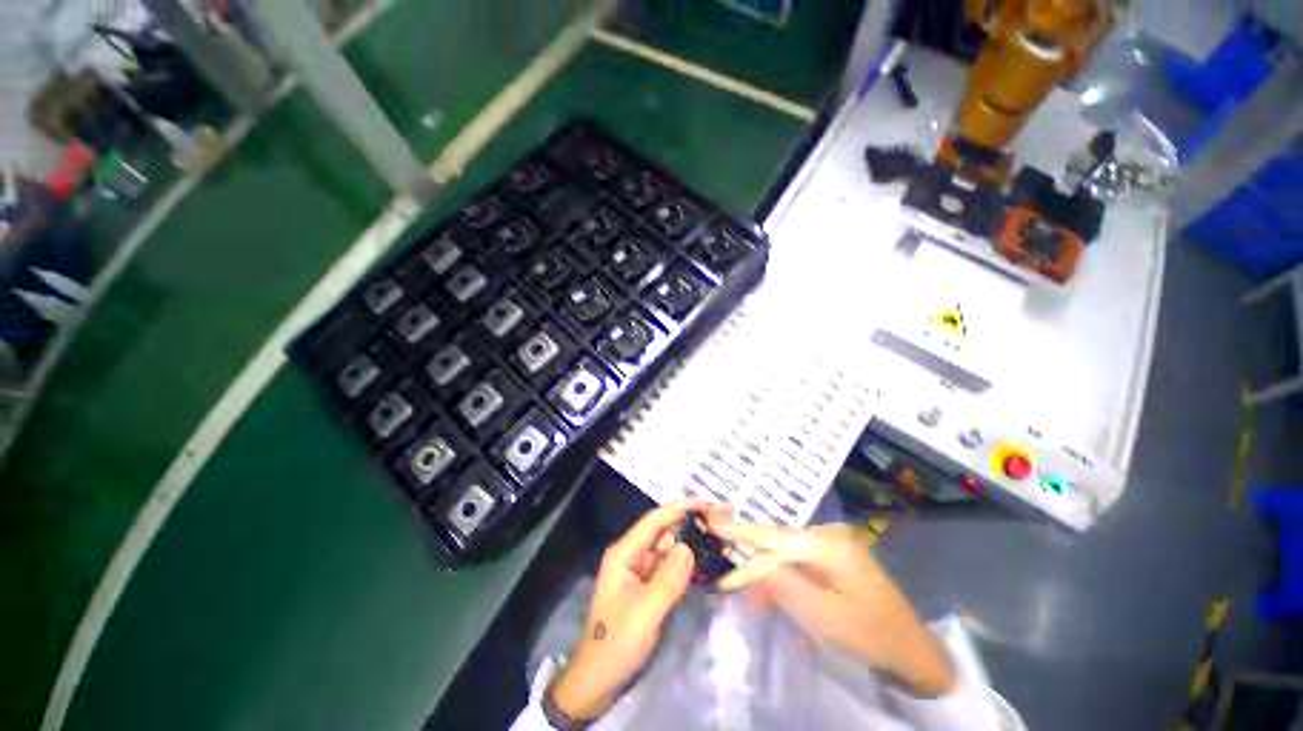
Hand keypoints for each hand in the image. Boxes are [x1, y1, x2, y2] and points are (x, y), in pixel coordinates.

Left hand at [549, 502, 708, 720]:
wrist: (599, 680)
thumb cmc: (616, 645)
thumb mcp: (644, 615)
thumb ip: (667, 580)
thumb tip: (689, 547)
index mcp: (624, 553)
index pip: (655, 521)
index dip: (680, 508)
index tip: (708, 502)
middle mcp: (633, 554)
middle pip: (665, 529)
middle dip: (692, 520)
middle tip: (723, 516)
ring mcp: (643, 569)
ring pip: (671, 546)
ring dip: (694, 538)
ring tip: (722, 532)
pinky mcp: (651, 584)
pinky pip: (673, 565)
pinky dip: (691, 559)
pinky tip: (709, 556)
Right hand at [708, 519, 956, 697]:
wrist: (910, 647)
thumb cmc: (869, 633)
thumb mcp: (823, 616)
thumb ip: (784, 587)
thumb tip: (750, 564)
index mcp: (828, 544)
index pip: (774, 538)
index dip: (741, 534)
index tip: (712, 525)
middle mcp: (828, 534)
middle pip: (778, 543)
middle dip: (753, 563)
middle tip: (728, 582)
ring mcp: (831, 542)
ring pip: (785, 553)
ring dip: (767, 575)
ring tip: (753, 602)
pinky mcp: (832, 554)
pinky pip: (797, 560)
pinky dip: (783, 577)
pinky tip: (773, 595)